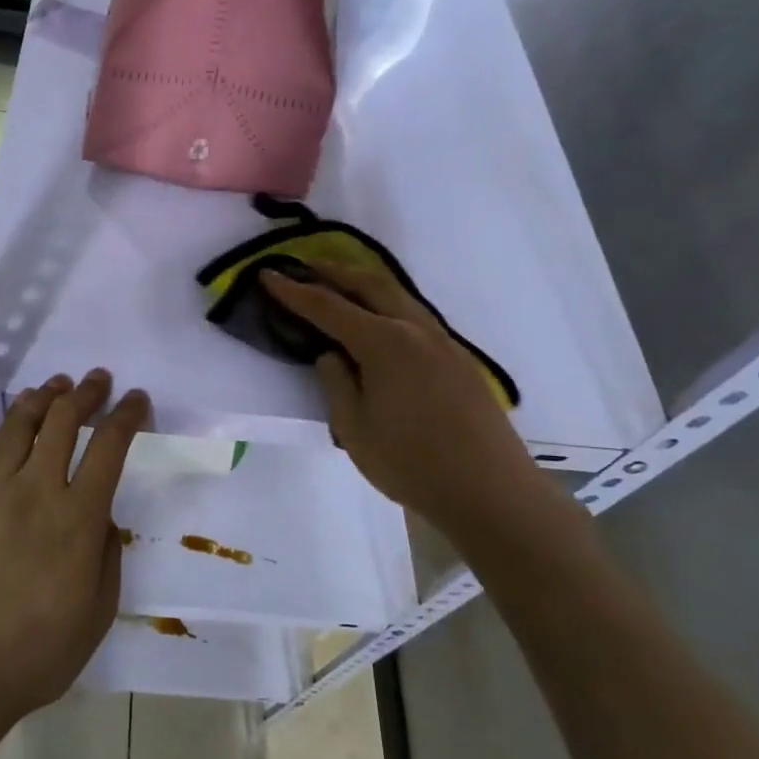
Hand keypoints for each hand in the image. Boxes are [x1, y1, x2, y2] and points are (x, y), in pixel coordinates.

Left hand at [0, 369, 149, 733]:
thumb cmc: (38, 654)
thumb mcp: (98, 613)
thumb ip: (107, 556)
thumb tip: (101, 519)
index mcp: (77, 520)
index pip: (108, 449)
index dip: (126, 416)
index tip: (137, 399)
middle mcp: (37, 493)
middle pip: (63, 423)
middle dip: (86, 393)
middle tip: (99, 379)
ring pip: (22, 427)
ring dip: (44, 398)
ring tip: (57, 384)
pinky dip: (11, 425)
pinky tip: (19, 422)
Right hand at [263, 266, 568, 543]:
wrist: (490, 492)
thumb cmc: (410, 463)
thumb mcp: (353, 427)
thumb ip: (336, 383)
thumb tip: (332, 356)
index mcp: (385, 343)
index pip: (328, 307)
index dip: (294, 292)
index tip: (268, 275)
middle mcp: (415, 330)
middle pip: (370, 284)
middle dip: (334, 271)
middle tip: (305, 266)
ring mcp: (443, 342)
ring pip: (399, 296)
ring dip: (364, 284)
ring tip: (340, 285)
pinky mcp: (459, 360)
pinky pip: (416, 316)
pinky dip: (388, 305)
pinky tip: (380, 321)